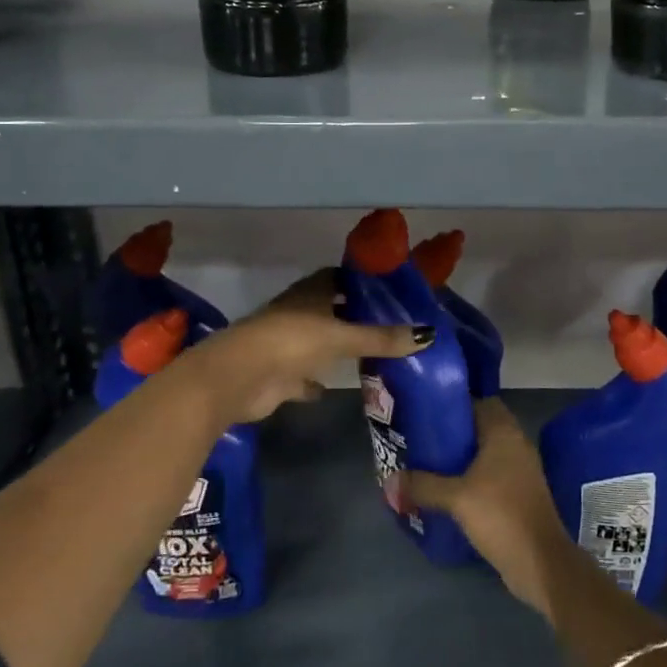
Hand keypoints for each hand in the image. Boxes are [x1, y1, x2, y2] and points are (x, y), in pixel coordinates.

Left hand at [184, 269, 430, 426]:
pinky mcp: (278, 375)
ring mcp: (285, 345)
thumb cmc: (290, 342)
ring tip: (372, 355)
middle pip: (329, 310)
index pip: (337, 278)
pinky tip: (332, 388)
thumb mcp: (341, 337)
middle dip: (353, 316)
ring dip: (336, 349)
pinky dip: (315, 381)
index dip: (359, 281)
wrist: (238, 378)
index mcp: (309, 294)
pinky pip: (302, 377)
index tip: (387, 289)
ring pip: (317, 343)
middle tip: (389, 324)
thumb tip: (428, 335)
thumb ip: (381, 338)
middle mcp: (297, 314)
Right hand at [405, 396, 574, 619]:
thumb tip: (388, 481)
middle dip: (454, 434)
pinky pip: (492, 475)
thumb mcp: (455, 497)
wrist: (540, 562)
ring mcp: (521, 471)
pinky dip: (473, 478)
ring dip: (462, 459)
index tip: (428, 414)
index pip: (480, 402)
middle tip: (423, 441)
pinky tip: (449, 491)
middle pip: (481, 428)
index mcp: (504, 433)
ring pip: (487, 454)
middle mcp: (516, 445)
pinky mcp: (520, 495)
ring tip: (430, 465)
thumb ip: (422, 485)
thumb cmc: (500, 515)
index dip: (455, 406)